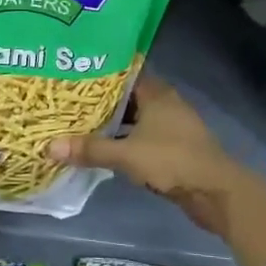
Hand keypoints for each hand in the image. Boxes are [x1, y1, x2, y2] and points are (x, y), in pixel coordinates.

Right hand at [48, 76, 249, 232]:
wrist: (215, 192)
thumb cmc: (172, 160)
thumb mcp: (126, 155)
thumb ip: (90, 149)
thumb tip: (49, 147)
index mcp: (156, 93)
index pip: (124, 73)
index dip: (100, 74)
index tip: (74, 75)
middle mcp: (165, 103)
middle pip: (128, 97)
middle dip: (102, 101)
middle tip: (70, 101)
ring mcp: (172, 126)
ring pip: (136, 118)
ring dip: (114, 123)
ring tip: (80, 123)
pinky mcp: (175, 147)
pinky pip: (143, 136)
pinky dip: (126, 140)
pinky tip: (105, 147)